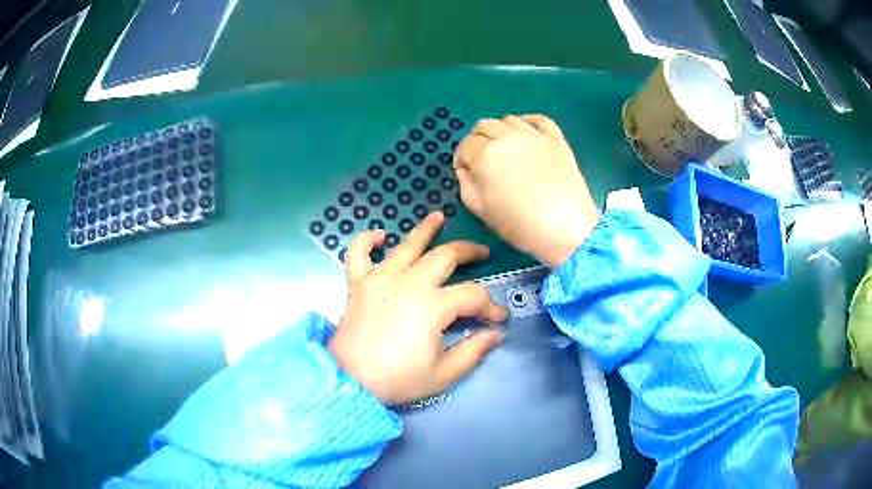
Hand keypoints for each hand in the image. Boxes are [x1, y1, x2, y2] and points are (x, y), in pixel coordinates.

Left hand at [328, 212, 508, 405]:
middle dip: (469, 252)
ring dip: (426, 229)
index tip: (498, 319)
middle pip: (446, 256)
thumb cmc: (398, 380)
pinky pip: (359, 252)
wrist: (349, 381)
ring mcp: (381, 278)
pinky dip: (367, 240)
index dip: (491, 306)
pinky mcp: (358, 283)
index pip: (474, 296)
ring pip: (407, 244)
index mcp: (433, 305)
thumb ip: (474, 351)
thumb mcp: (443, 374)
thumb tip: (497, 334)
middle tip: (482, 253)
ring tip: (439, 216)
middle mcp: (409, 282)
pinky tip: (380, 236)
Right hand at [453, 115, 599, 267]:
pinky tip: (527, 130)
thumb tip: (465, 169)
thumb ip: (465, 185)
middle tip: (482, 158)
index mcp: (485, 155)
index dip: (461, 158)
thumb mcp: (481, 210)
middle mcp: (507, 137)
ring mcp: (533, 135)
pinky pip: (540, 119)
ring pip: (509, 120)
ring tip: (505, 148)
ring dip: (501, 131)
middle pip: (484, 126)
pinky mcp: (555, 139)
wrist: (564, 227)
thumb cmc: (518, 223)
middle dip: (477, 140)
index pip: (465, 145)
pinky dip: (529, 121)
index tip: (466, 171)